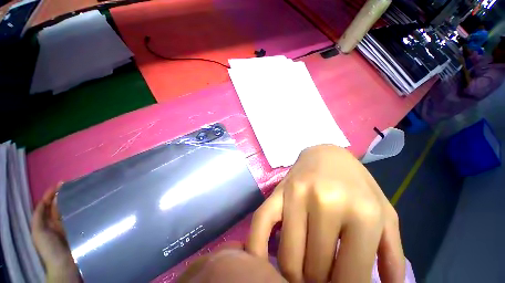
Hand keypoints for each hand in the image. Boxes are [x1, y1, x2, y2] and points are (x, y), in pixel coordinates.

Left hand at [31, 186, 80, 282]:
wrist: (65, 264)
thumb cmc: (49, 248)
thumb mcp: (38, 232)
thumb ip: (39, 216)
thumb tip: (46, 199)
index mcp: (47, 222)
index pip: (48, 204)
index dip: (52, 193)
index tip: (61, 183)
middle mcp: (58, 221)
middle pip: (59, 205)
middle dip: (64, 194)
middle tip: (73, 184)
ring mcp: (70, 224)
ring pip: (70, 209)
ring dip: (73, 200)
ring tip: (81, 190)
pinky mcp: (80, 227)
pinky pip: (80, 215)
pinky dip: (82, 208)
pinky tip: (88, 202)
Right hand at [247, 145, 403, 282]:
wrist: (326, 153)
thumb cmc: (357, 183)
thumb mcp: (385, 214)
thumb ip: (393, 256)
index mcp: (361, 213)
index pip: (351, 277)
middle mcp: (325, 204)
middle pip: (316, 270)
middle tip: (322, 278)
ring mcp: (296, 195)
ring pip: (288, 257)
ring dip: (295, 274)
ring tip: (303, 270)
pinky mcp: (277, 191)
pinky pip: (260, 223)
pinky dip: (256, 248)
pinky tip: (261, 262)